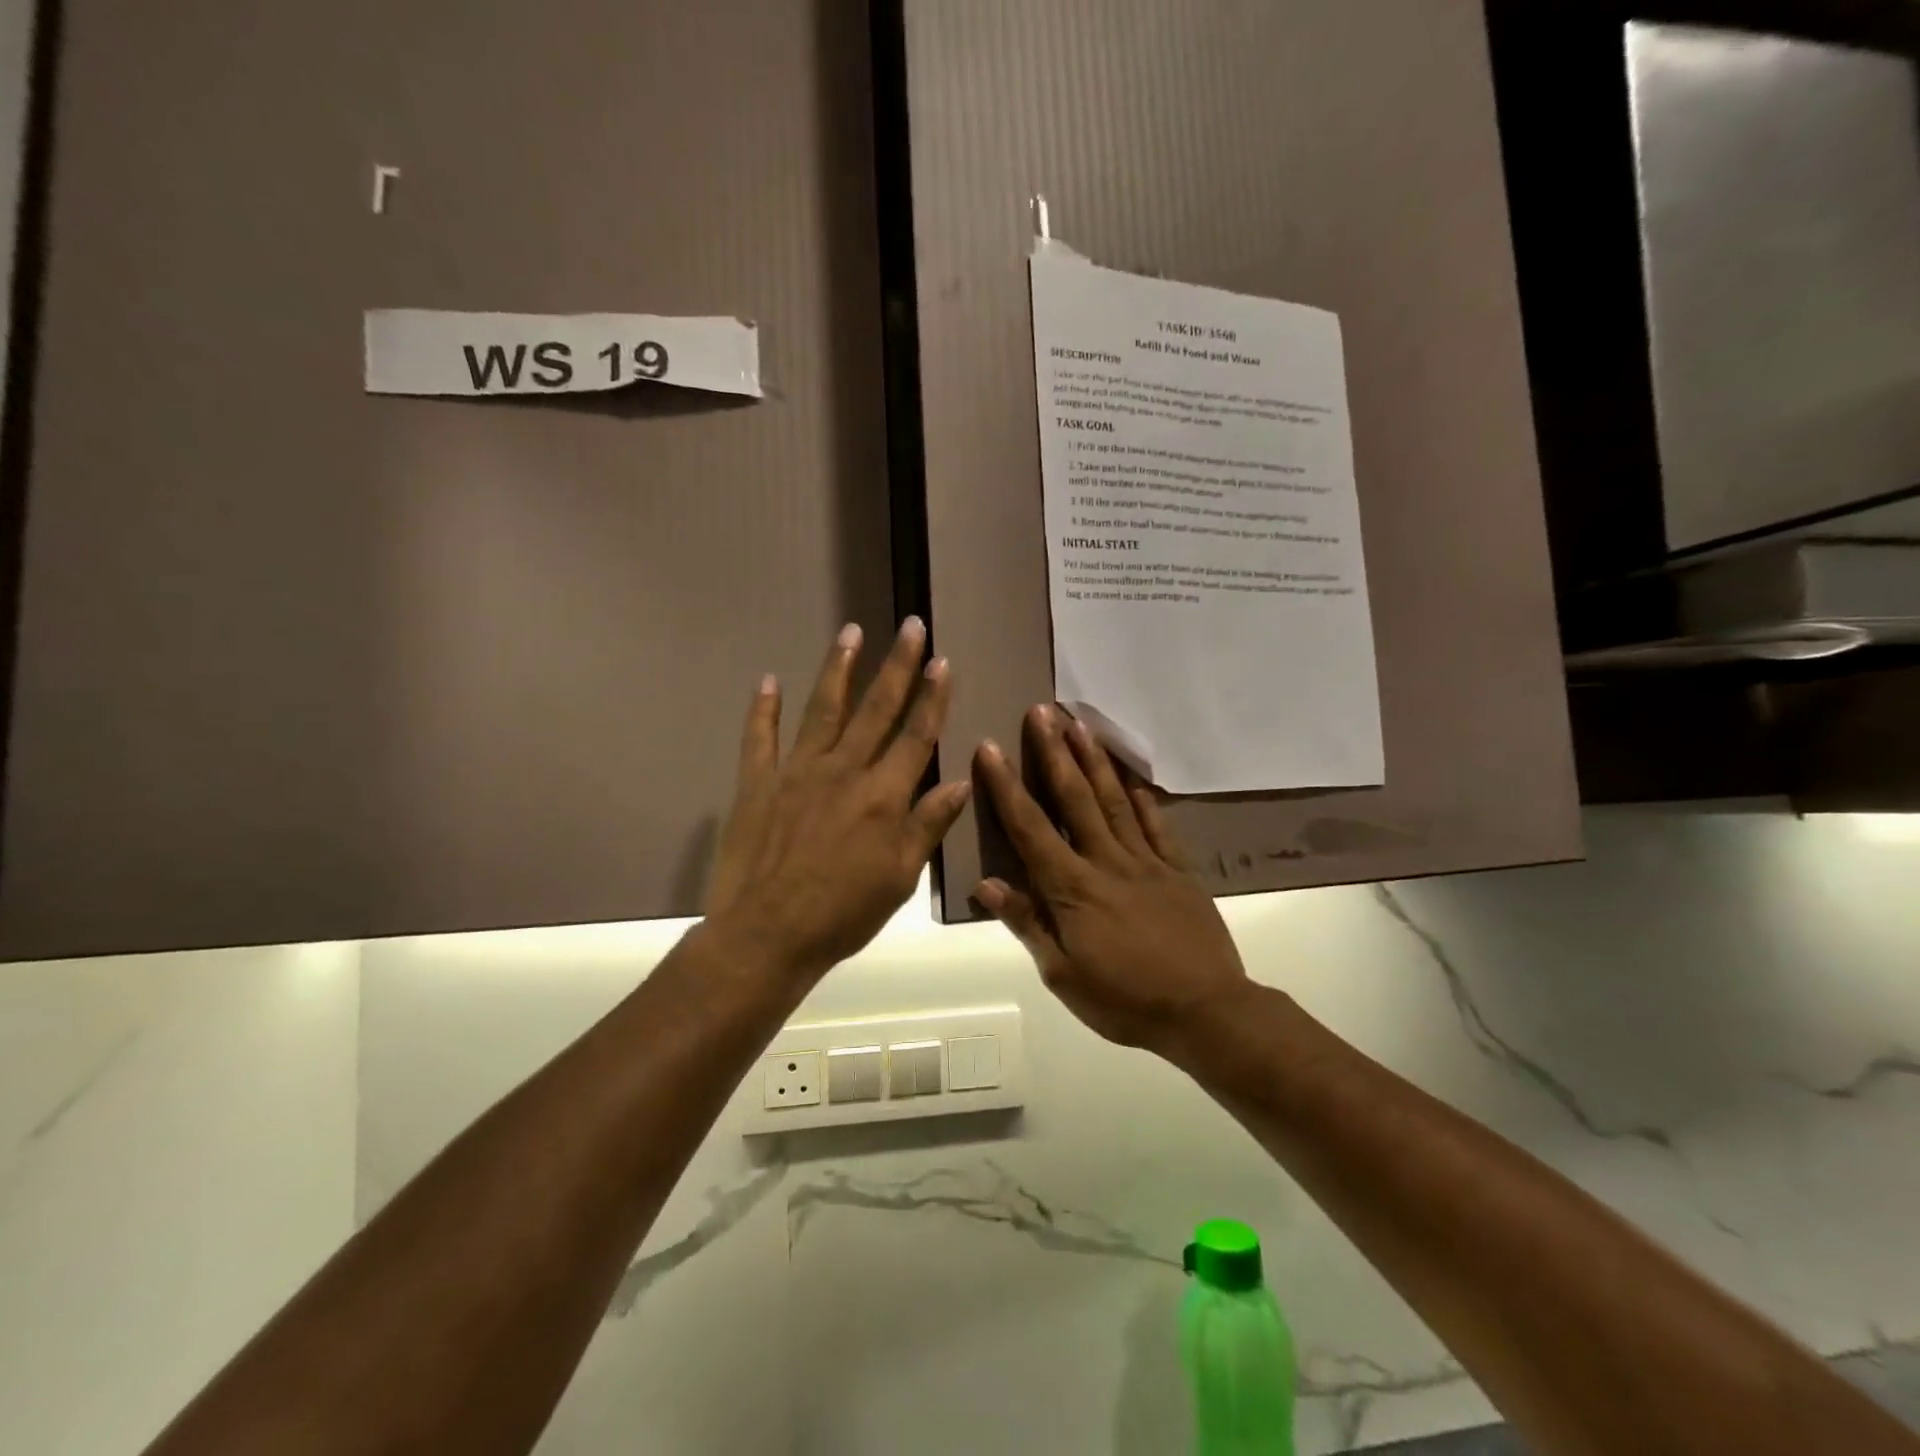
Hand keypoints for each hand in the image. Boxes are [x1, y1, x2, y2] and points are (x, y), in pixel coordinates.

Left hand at [706, 619, 970, 981]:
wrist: (767, 935)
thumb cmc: (843, 914)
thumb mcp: (900, 878)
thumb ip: (928, 825)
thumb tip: (960, 781)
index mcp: (883, 796)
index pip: (916, 735)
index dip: (932, 697)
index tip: (943, 662)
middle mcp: (843, 771)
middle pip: (876, 709)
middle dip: (897, 665)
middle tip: (910, 626)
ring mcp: (796, 773)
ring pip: (823, 710)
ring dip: (838, 668)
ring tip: (850, 631)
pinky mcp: (757, 784)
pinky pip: (759, 738)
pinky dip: (763, 709)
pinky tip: (768, 680)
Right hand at [972, 706, 1251, 1054]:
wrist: (1205, 1012)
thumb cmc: (1124, 1000)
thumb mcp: (1063, 975)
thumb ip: (1027, 924)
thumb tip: (986, 884)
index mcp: (1072, 888)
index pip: (1031, 828)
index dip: (1007, 786)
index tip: (990, 747)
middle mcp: (1107, 861)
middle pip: (1075, 798)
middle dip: (1054, 752)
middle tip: (1041, 711)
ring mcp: (1147, 861)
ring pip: (1115, 800)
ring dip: (1095, 760)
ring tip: (1080, 724)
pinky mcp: (1179, 870)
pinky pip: (1157, 825)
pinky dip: (1143, 798)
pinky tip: (1132, 777)